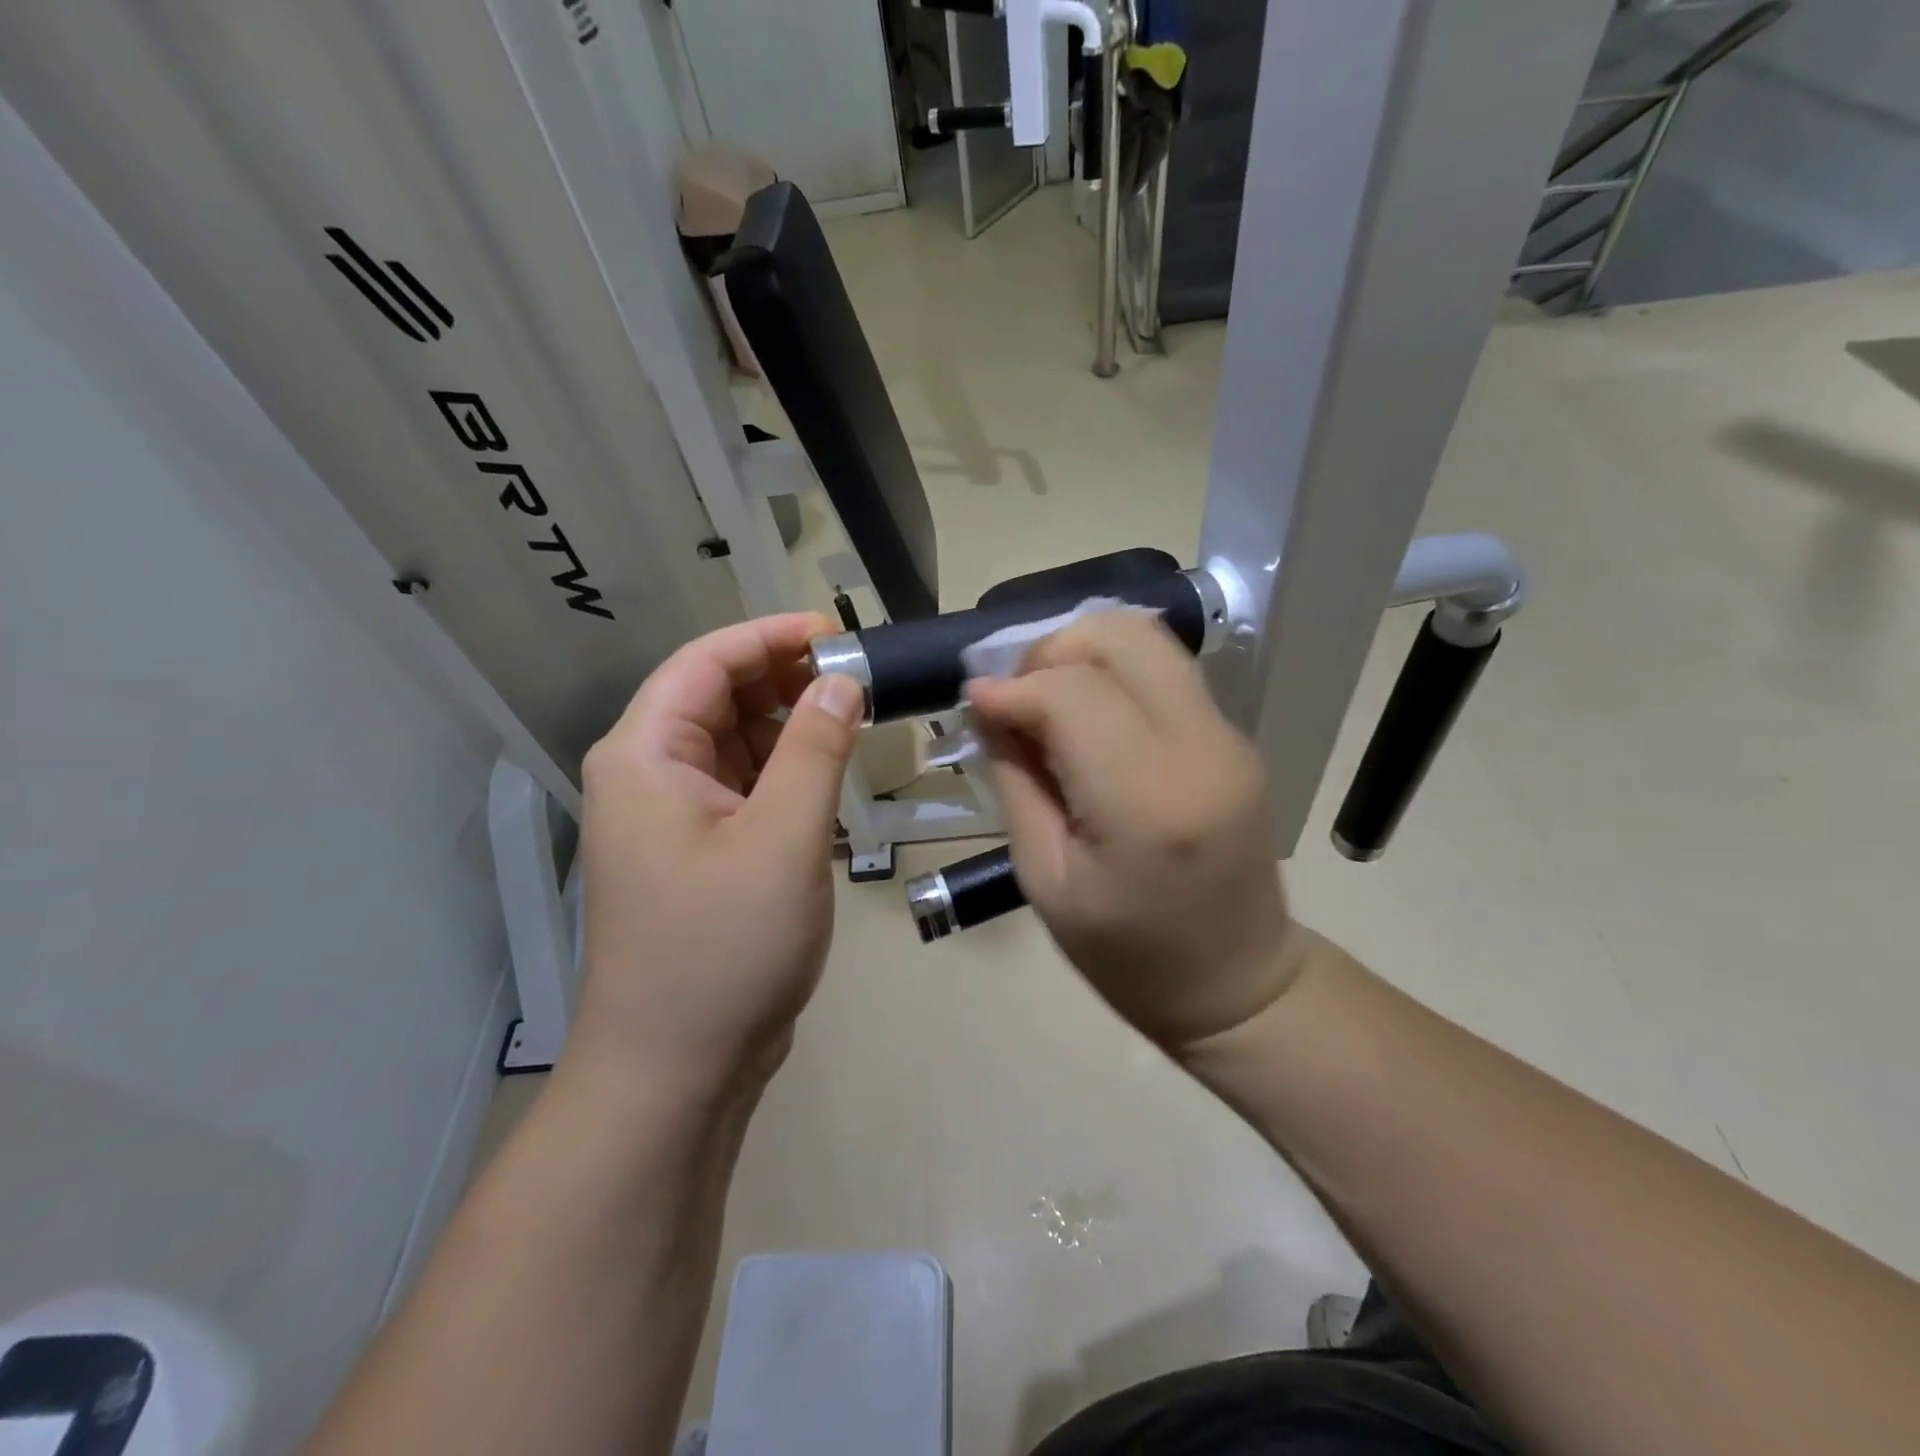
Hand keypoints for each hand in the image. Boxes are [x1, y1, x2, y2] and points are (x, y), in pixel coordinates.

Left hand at [570, 614, 864, 1099]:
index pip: (706, 662)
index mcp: (646, 755)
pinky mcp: (697, 849)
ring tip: (853, 723)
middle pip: (718, 697)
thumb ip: (816, 750)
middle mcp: (648, 774)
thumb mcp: (783, 839)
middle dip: (786, 679)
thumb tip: (844, 681)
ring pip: (734, 742)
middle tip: (859, 680)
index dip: (771, 637)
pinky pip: (742, 786)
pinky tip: (827, 777)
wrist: (678, 1069)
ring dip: (790, 727)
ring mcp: (671, 815)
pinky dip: (784, 772)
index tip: (839, 633)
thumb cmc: (724, 947)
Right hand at [967, 611, 1300, 1051]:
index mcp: (1146, 801)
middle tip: (1017, 698)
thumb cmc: (1127, 954)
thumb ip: (1016, 780)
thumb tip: (990, 705)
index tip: (976, 704)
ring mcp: (1228, 738)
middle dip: (1051, 651)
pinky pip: (1166, 672)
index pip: (1072, 694)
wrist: (1237, 982)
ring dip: (1084, 653)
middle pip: (1120, 639)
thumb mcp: (1045, 879)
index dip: (1013, 687)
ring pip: (1148, 640)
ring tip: (1048, 701)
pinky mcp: (1235, 738)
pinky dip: (1114, 673)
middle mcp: (1199, 749)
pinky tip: (1088, 717)